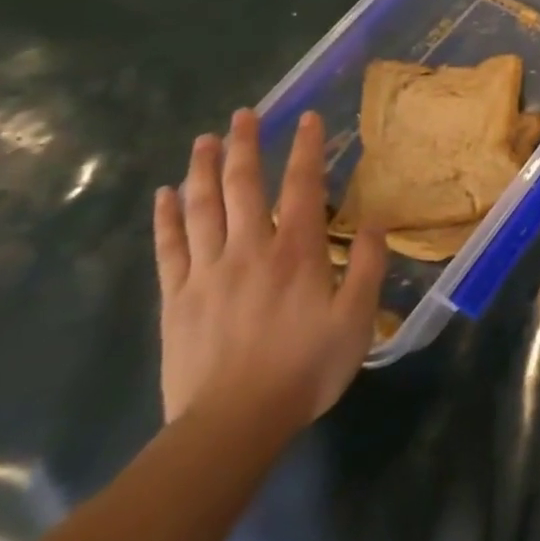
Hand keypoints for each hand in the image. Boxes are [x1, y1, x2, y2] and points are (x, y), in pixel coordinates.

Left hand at [153, 109, 386, 433]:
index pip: (302, 185)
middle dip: (244, 145)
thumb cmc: (304, 368)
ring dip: (202, 169)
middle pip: (242, 185)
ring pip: (201, 207)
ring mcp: (207, 271)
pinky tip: (164, 195)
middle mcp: (250, 248)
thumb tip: (375, 222)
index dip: (306, 148)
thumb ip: (368, 266)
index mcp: (296, 251)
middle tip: (243, 114)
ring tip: (204, 139)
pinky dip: (166, 217)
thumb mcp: (356, 319)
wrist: (231, 426)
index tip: (307, 117)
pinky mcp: (176, 298)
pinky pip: (169, 247)